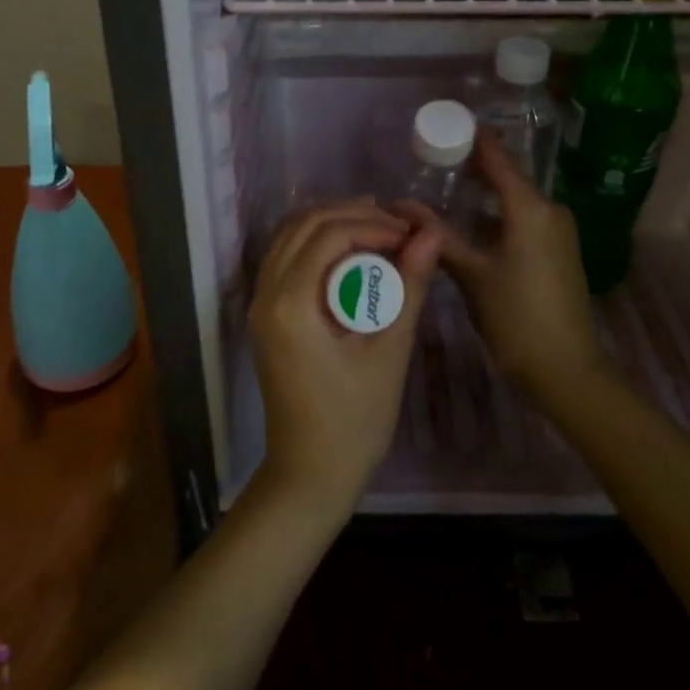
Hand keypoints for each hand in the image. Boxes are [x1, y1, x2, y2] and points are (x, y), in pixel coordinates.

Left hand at [248, 199, 443, 521]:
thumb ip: (407, 287)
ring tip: (378, 229)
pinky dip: (316, 244)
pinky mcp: (264, 314)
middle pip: (303, 225)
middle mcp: (265, 294)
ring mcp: (259, 303)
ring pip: (289, 236)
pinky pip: (285, 257)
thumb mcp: (389, 352)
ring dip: (331, 224)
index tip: (410, 235)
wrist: (310, 473)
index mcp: (291, 303)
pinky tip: (350, 253)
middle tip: (397, 227)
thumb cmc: (355, 420)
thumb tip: (429, 236)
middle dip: (351, 215)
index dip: (372, 223)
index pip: (329, 234)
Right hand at [397, 133, 606, 398]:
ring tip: (446, 187)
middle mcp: (550, 210)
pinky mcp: (559, 250)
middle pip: (508, 176)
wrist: (566, 369)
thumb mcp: (471, 273)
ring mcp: (559, 230)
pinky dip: (498, 212)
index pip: (498, 159)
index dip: (473, 140)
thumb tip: (399, 205)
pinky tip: (472, 221)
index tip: (445, 124)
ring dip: (485, 192)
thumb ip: (436, 234)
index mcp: (530, 208)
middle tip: (434, 159)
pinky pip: (525, 217)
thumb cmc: (515, 316)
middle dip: (474, 166)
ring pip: (516, 198)